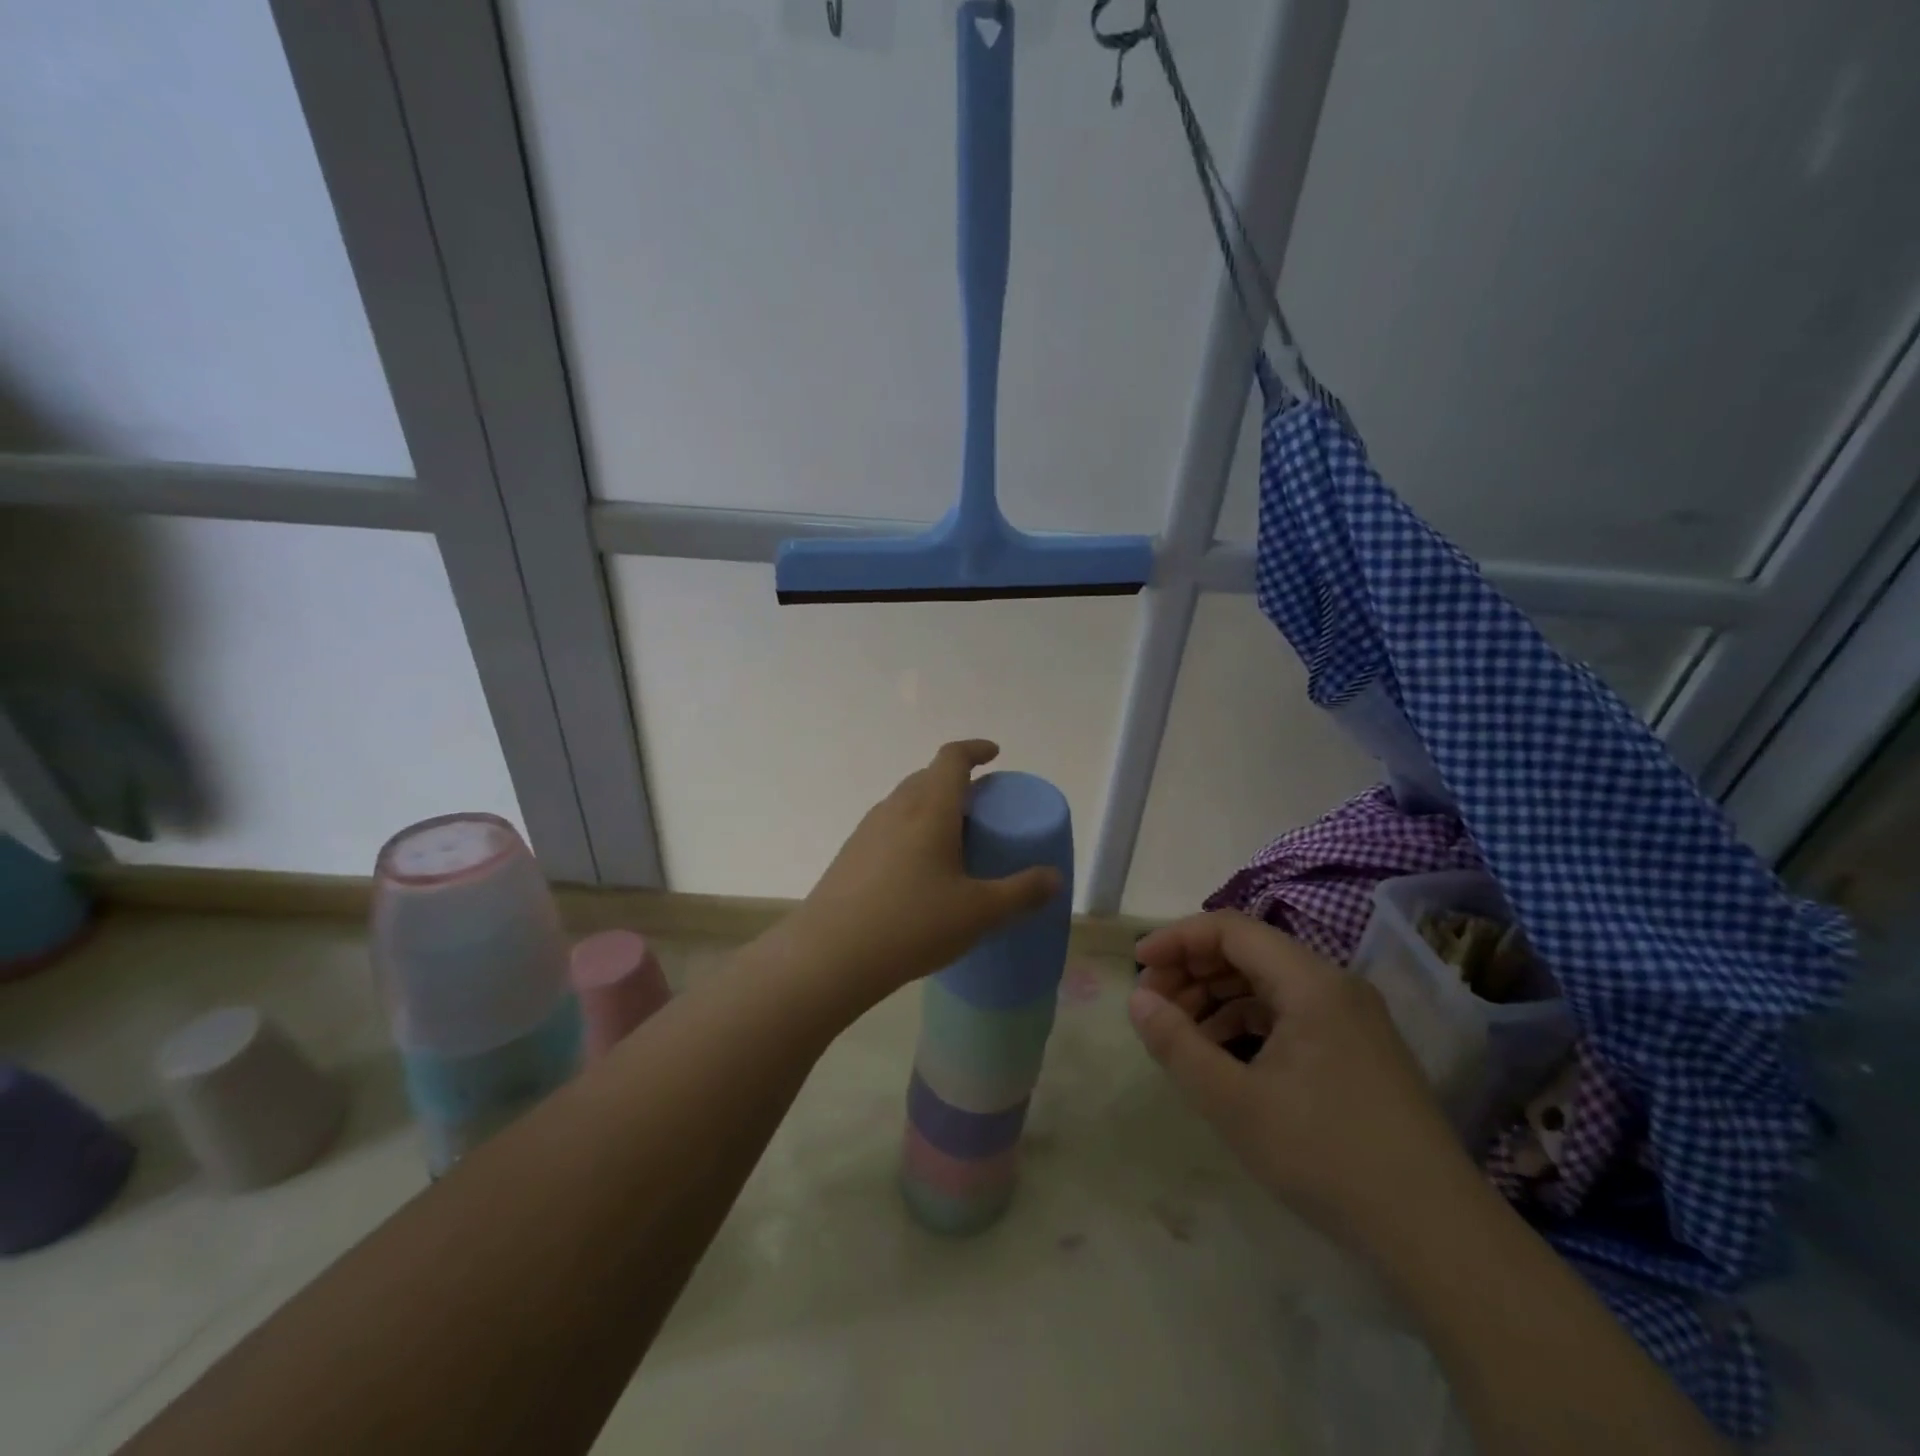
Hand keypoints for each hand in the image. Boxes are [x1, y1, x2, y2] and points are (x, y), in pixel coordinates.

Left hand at [787, 740, 1061, 1006]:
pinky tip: (917, 870)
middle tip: (981, 806)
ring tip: (952, 839)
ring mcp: (867, 830)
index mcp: (930, 809)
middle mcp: (896, 809)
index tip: (994, 754)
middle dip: (957, 781)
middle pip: (927, 776)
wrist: (830, 954)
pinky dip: (910, 830)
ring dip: (931, 806)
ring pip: (905, 802)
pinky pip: (888, 827)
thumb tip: (1055, 878)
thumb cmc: (912, 924)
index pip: (952, 758)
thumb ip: (1021, 893)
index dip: (975, 749)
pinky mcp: (850, 854)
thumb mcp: (979, 913)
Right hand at [1130, 910, 1473, 1245]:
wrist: (1439, 1236)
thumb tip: (1138, 999)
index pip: (1230, 929)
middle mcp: (1334, 985)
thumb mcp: (1234, 1102)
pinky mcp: (1358, 1050)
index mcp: (1310, 982)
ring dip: (1217, 997)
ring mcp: (1352, 1018)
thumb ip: (1177, 1044)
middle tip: (1152, 1005)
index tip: (1137, 967)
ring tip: (1179, 1032)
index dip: (1177, 939)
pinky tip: (1223, 1055)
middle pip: (1249, 952)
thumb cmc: (1326, 1155)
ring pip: (1268, 984)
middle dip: (1193, 970)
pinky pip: (1290, 1013)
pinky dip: (1248, 1022)